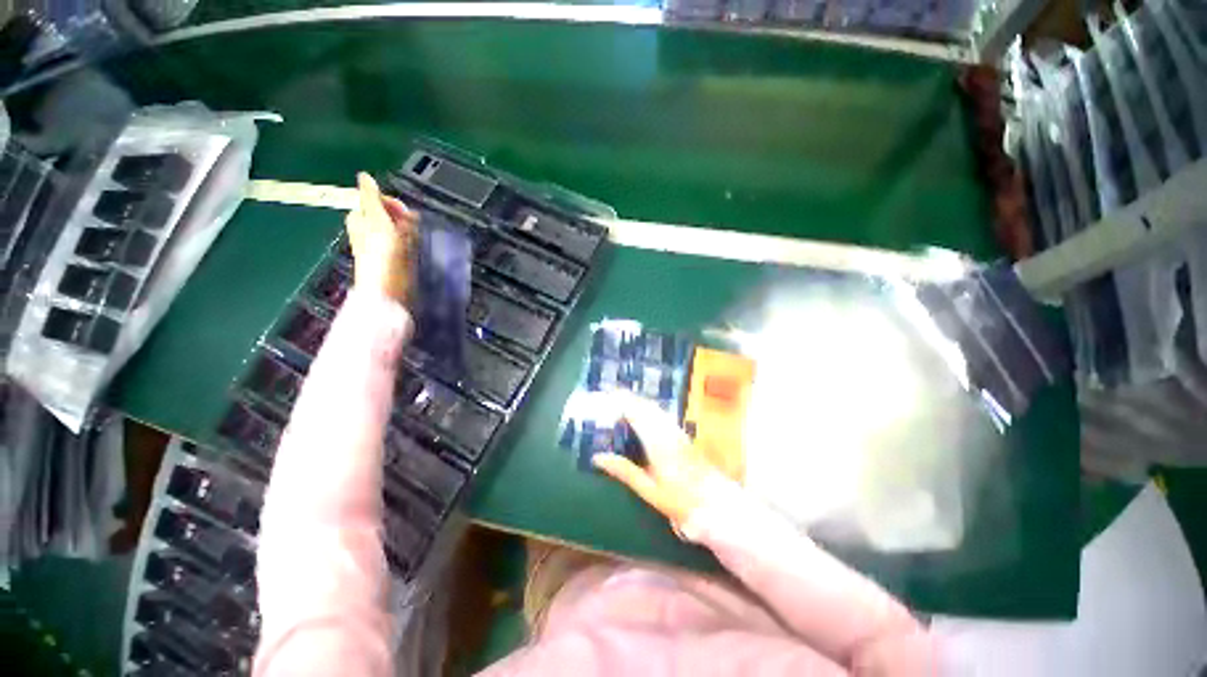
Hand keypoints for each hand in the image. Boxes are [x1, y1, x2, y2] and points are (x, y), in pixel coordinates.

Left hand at [346, 172, 417, 304]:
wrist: (388, 285)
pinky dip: (411, 242)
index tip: (403, 210)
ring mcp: (382, 245)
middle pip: (388, 214)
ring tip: (414, 237)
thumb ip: (371, 196)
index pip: (375, 201)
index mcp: (360, 218)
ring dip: (408, 229)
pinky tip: (415, 247)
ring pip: (398, 228)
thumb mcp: (375, 217)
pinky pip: (405, 243)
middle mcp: (369, 230)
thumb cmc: (380, 251)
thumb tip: (364, 175)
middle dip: (401, 216)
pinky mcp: (395, 258)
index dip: (390, 202)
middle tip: (411, 223)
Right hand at [592, 395, 720, 527]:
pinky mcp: (681, 434)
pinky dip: (646, 409)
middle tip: (608, 397)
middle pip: (645, 405)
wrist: (715, 503)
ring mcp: (676, 430)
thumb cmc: (680, 500)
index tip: (604, 397)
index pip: (635, 412)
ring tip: (619, 403)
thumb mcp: (649, 490)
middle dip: (627, 398)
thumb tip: (597, 457)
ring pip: (654, 408)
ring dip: (637, 402)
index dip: (620, 401)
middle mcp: (667, 430)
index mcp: (657, 441)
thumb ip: (624, 471)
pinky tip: (640, 414)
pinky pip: (660, 414)